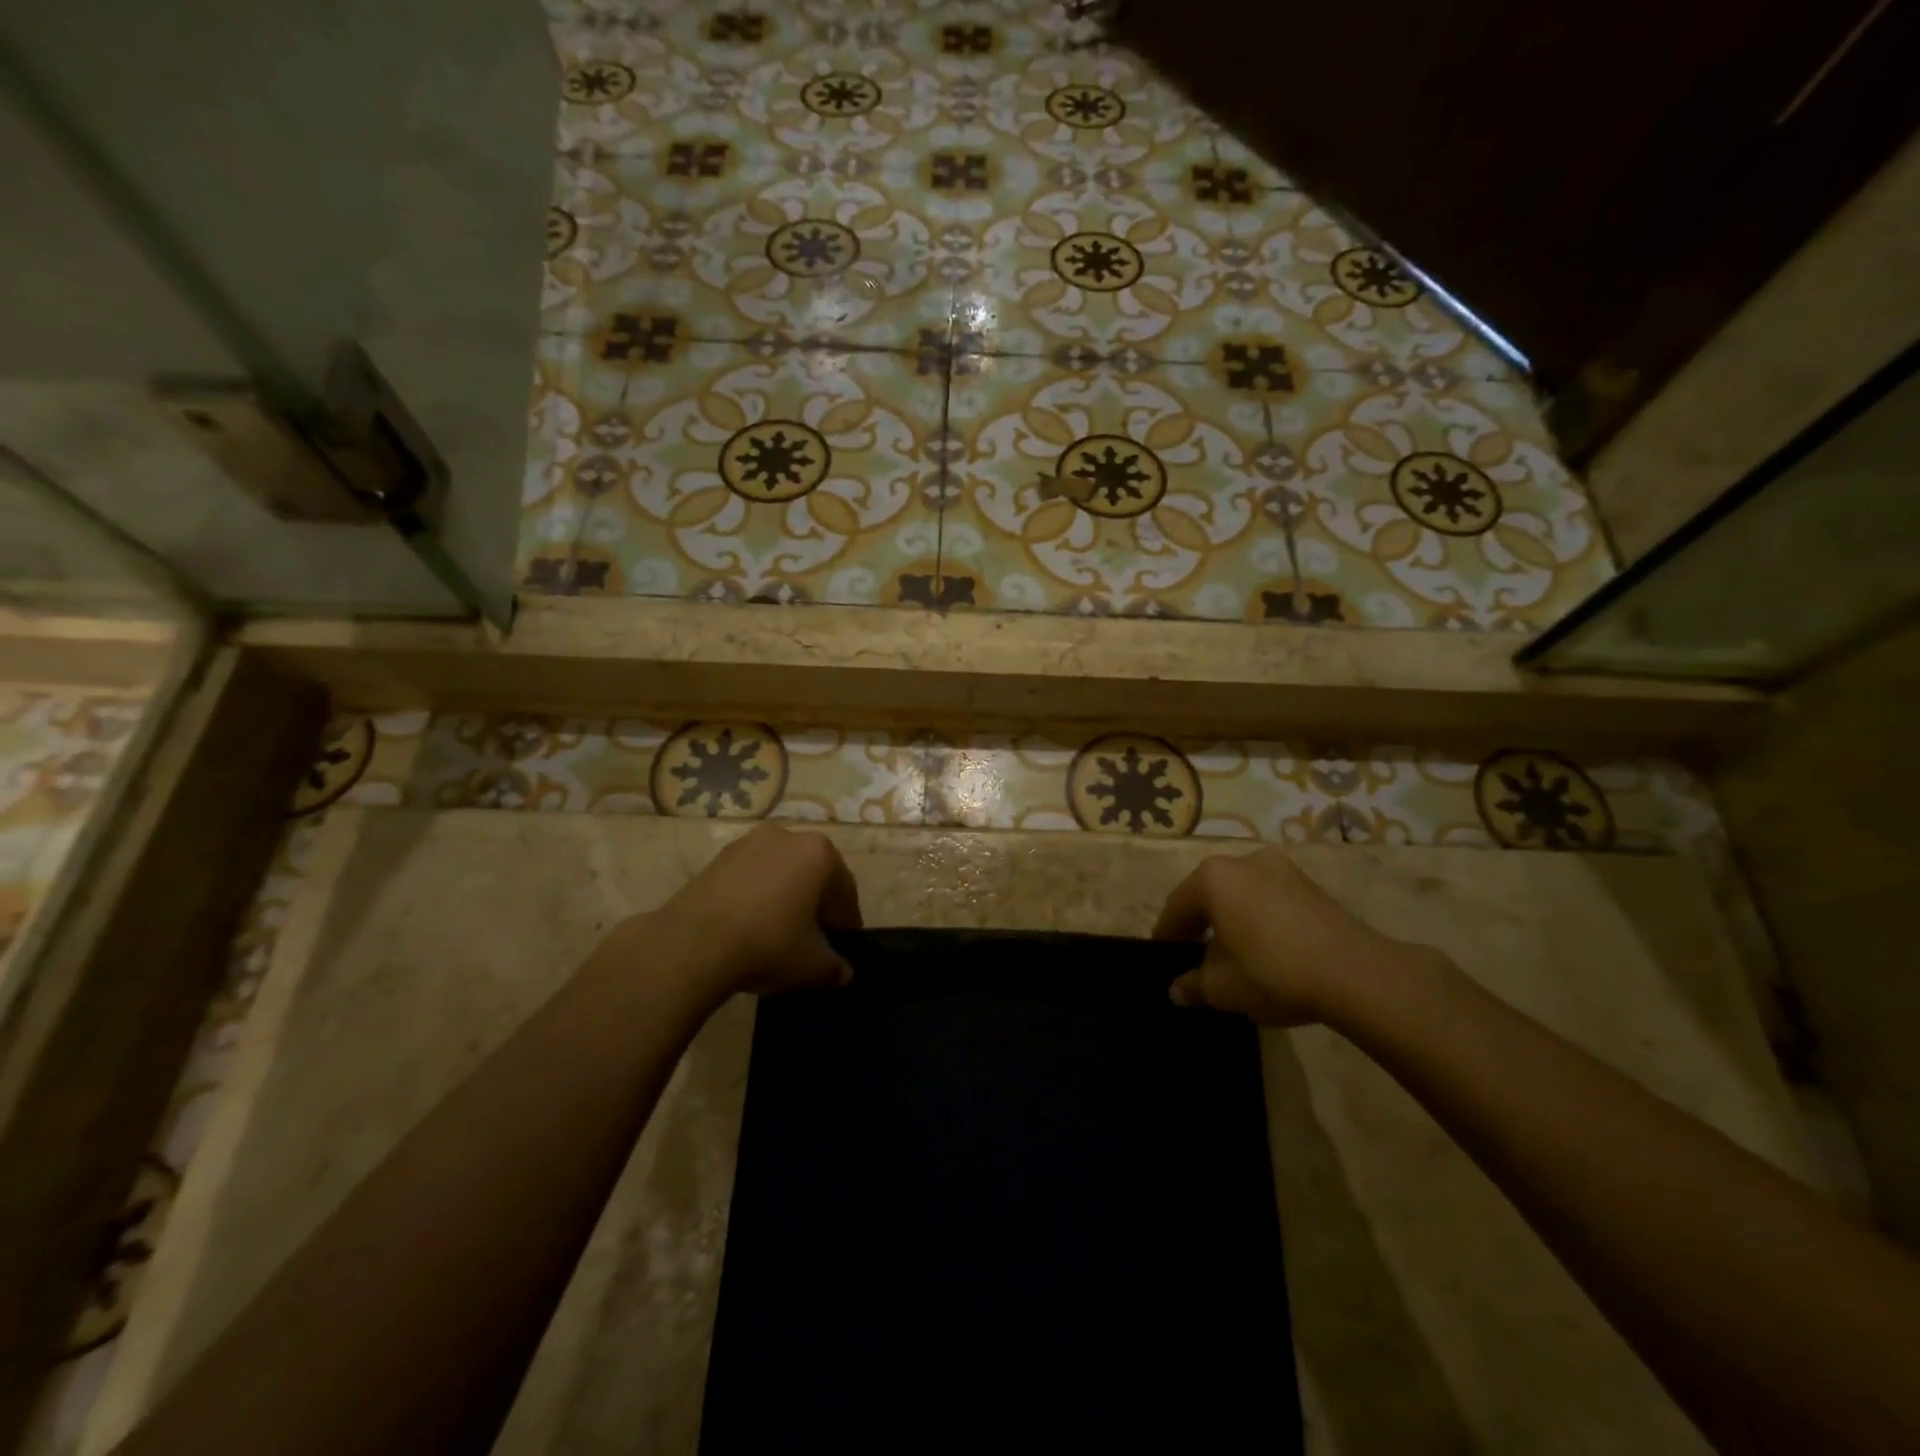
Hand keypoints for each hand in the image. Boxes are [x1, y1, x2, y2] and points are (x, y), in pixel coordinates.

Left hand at [652, 824, 862, 995]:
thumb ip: (835, 968)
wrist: (693, 943)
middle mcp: (787, 836)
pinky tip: (747, 927)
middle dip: (815, 905)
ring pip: (780, 873)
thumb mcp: (812, 965)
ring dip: (784, 898)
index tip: (841, 946)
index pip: (844, 891)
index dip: (845, 922)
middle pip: (812, 875)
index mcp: (820, 853)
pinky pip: (750, 877)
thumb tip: (843, 973)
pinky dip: (755, 897)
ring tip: (776, 934)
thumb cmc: (768, 943)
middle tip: (811, 940)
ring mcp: (748, 842)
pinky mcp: (717, 857)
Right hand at [1152, 847, 1435, 1025]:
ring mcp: (1282, 869)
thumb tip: (1177, 990)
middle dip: (1200, 924)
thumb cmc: (1273, 972)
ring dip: (1232, 920)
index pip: (1177, 906)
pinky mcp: (1311, 886)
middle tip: (1195, 956)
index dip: (1167, 935)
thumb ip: (1193, 985)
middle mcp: (1244, 861)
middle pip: (1209, 894)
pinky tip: (1267, 950)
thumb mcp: (1222, 988)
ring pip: (1241, 895)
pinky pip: (1270, 899)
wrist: (1357, 974)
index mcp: (1213, 878)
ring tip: (1234, 955)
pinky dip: (1260, 920)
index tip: (1164, 957)